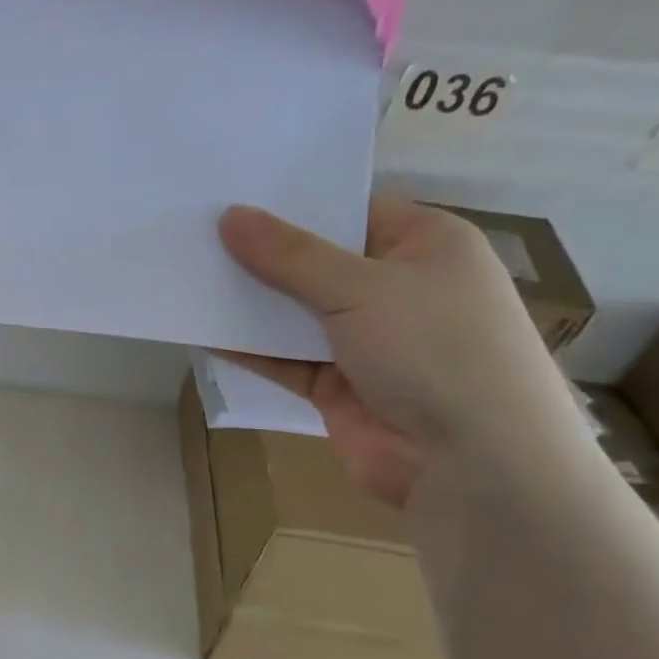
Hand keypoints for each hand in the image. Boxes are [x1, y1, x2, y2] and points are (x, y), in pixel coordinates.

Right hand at [217, 195, 580, 506]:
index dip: (291, 204)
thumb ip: (290, 256)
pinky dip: (250, 348)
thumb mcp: (361, 288)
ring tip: (188, 277)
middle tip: (194, 233)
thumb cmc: (433, 349)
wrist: (470, 463)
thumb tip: (230, 217)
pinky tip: (204, 332)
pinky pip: (284, 358)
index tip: (230, 196)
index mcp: (423, 245)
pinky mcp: (337, 385)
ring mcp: (365, 340)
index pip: (349, 210)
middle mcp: (395, 287)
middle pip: (315, 262)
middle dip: (259, 254)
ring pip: (295, 312)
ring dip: (249, 302)